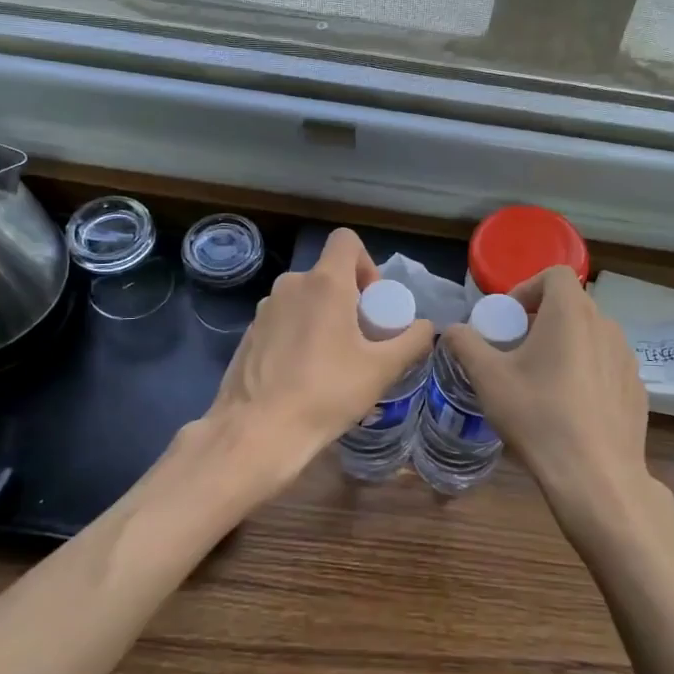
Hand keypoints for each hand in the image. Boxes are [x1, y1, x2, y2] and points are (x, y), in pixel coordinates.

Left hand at [205, 227, 433, 496]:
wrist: (256, 432)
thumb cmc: (325, 393)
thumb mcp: (382, 370)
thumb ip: (411, 341)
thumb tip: (425, 327)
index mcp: (324, 283)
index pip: (346, 241)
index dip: (366, 264)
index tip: (373, 305)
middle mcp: (291, 285)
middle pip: (328, 275)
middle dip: (350, 301)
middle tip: (362, 343)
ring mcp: (265, 310)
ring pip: (305, 301)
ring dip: (325, 321)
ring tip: (335, 366)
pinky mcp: (249, 335)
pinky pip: (285, 323)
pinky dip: (300, 338)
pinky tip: (305, 379)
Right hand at [443, 266, 673, 549]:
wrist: (595, 476)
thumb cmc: (537, 416)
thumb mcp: (488, 378)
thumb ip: (466, 345)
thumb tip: (453, 330)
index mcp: (571, 313)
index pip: (555, 275)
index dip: (528, 287)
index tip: (509, 318)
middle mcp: (606, 326)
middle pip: (573, 305)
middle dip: (542, 319)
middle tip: (518, 350)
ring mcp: (627, 359)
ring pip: (592, 336)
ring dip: (566, 345)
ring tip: (543, 380)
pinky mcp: (638, 389)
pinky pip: (607, 366)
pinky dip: (587, 372)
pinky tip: (571, 408)